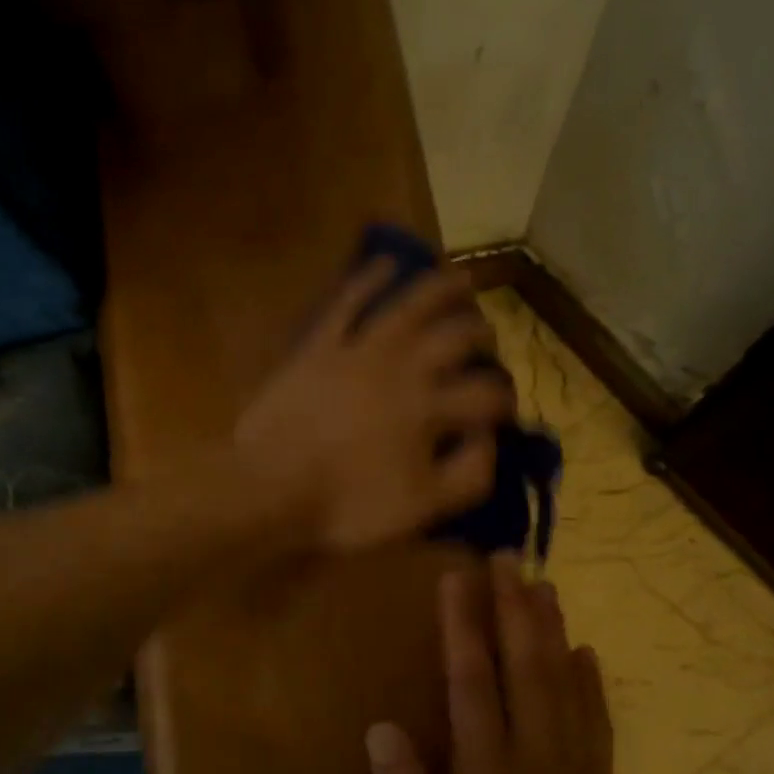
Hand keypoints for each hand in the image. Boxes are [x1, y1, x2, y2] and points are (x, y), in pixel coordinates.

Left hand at [234, 260, 513, 552]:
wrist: (268, 491)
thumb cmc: (346, 507)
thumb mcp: (421, 509)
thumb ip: (468, 474)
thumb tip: (489, 438)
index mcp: (428, 409)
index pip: (484, 395)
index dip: (504, 402)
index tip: (505, 412)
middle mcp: (401, 368)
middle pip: (455, 338)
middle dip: (481, 336)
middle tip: (488, 338)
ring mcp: (357, 351)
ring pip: (408, 307)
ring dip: (440, 289)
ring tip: (460, 280)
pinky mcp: (318, 346)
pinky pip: (347, 303)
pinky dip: (368, 279)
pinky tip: (385, 264)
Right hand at [367, 555, 624, 773]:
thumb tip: (380, 729)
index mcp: (488, 771)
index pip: (473, 681)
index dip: (464, 626)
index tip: (458, 579)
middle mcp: (535, 755)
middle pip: (525, 666)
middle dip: (513, 608)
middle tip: (507, 560)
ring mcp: (575, 766)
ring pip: (565, 683)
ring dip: (553, 630)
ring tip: (544, 586)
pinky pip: (598, 719)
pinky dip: (592, 681)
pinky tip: (587, 651)